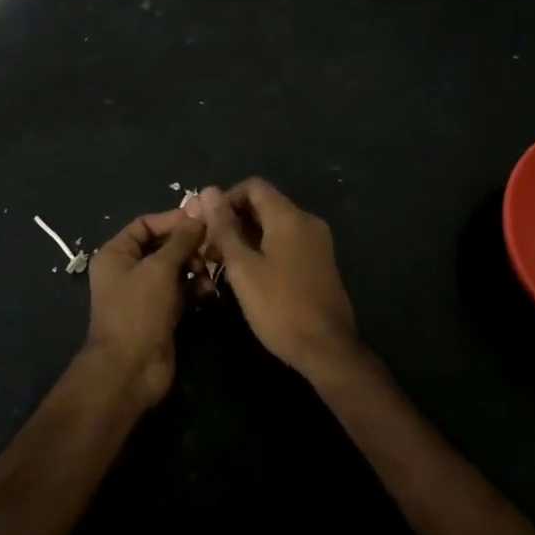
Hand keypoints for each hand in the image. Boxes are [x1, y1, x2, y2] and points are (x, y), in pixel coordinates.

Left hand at [83, 209, 205, 406]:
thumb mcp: (159, 269)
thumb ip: (181, 240)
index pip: (146, 224)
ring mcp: (145, 293)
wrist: (130, 370)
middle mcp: (128, 270)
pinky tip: (208, 292)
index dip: (173, 219)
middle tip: (212, 247)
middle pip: (163, 246)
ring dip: (194, 268)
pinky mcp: (161, 313)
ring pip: (175, 269)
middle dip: (188, 246)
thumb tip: (199, 213)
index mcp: (116, 254)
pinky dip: (194, 288)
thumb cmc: (138, 311)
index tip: (203, 219)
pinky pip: (181, 291)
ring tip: (208, 273)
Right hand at [197, 179, 360, 379]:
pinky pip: (287, 242)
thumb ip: (224, 228)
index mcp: (289, 216)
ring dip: (247, 237)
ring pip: (275, 226)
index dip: (226, 199)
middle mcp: (307, 221)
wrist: (327, 348)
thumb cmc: (279, 306)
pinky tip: (249, 274)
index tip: (208, 225)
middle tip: (210, 249)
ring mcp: (317, 242)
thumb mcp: (243, 267)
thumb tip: (208, 191)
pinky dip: (265, 249)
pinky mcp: (320, 262)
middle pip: (264, 205)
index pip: (253, 186)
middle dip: (234, 221)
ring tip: (223, 264)